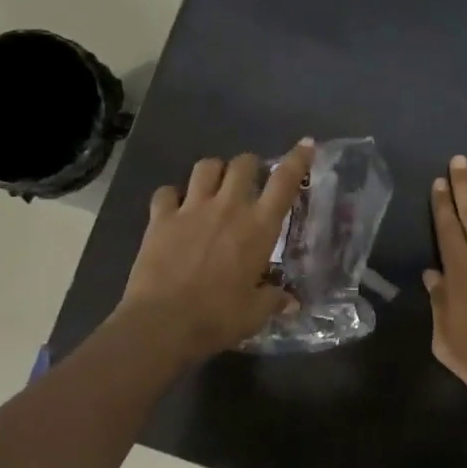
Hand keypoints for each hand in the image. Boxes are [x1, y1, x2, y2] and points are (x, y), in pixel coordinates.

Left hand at [115, 139, 314, 362]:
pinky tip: (174, 207)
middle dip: (250, 166)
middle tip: (250, 181)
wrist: (163, 322)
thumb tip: (291, 302)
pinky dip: (172, 196)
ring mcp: (191, 208)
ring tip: (214, 186)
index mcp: (259, 227)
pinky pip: (166, 192)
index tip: (305, 145)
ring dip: (214, 171)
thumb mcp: (255, 313)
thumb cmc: (218, 317)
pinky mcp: (160, 218)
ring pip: (205, 167)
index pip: (285, 182)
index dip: (297, 159)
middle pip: (243, 164)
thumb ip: (274, 299)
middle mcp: (228, 207)